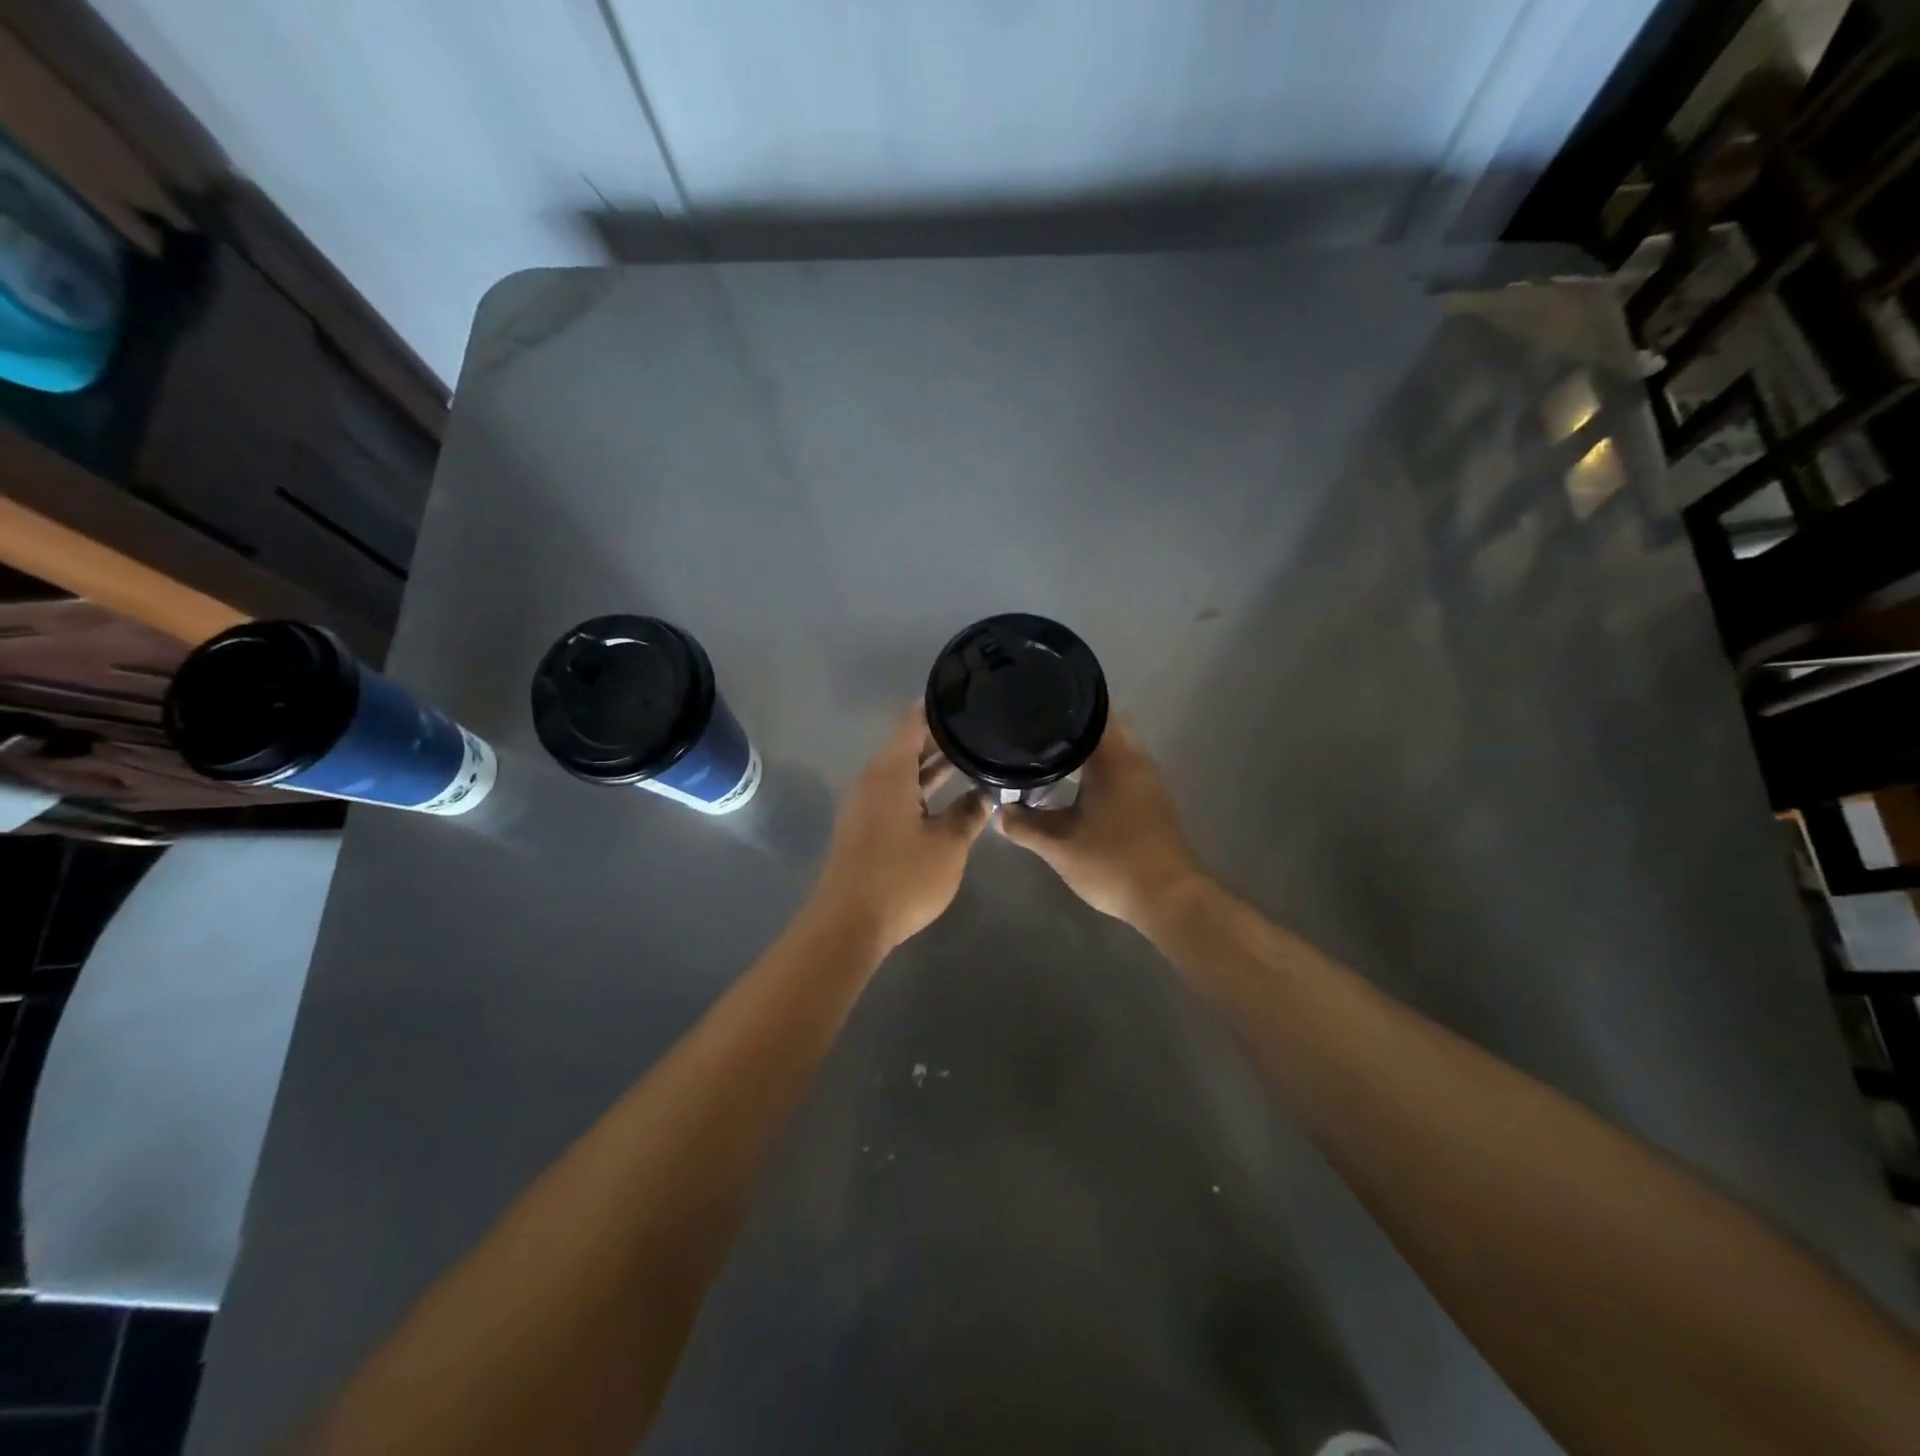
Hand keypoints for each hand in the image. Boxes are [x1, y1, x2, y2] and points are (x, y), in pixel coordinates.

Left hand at [810, 705, 990, 952]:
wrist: (847, 925)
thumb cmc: (901, 878)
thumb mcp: (948, 846)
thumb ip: (970, 814)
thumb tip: (985, 794)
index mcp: (890, 772)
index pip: (912, 721)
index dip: (938, 707)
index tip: (967, 696)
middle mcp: (873, 780)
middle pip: (908, 745)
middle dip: (942, 737)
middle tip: (980, 729)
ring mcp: (866, 805)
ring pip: (904, 772)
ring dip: (934, 766)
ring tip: (973, 757)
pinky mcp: (865, 828)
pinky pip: (896, 794)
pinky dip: (921, 789)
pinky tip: (948, 797)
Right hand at [997, 715, 1203, 927]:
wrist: (1170, 900)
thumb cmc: (1113, 863)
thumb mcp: (1059, 847)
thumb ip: (1025, 826)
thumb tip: (999, 811)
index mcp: (1115, 760)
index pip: (1094, 712)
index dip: (1066, 704)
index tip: (1037, 703)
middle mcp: (1136, 761)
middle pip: (1105, 726)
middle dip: (1074, 726)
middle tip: (1038, 730)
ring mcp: (1149, 781)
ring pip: (1116, 748)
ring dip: (1089, 748)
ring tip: (1050, 752)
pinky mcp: (1152, 801)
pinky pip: (1123, 768)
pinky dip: (1101, 767)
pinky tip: (1077, 783)